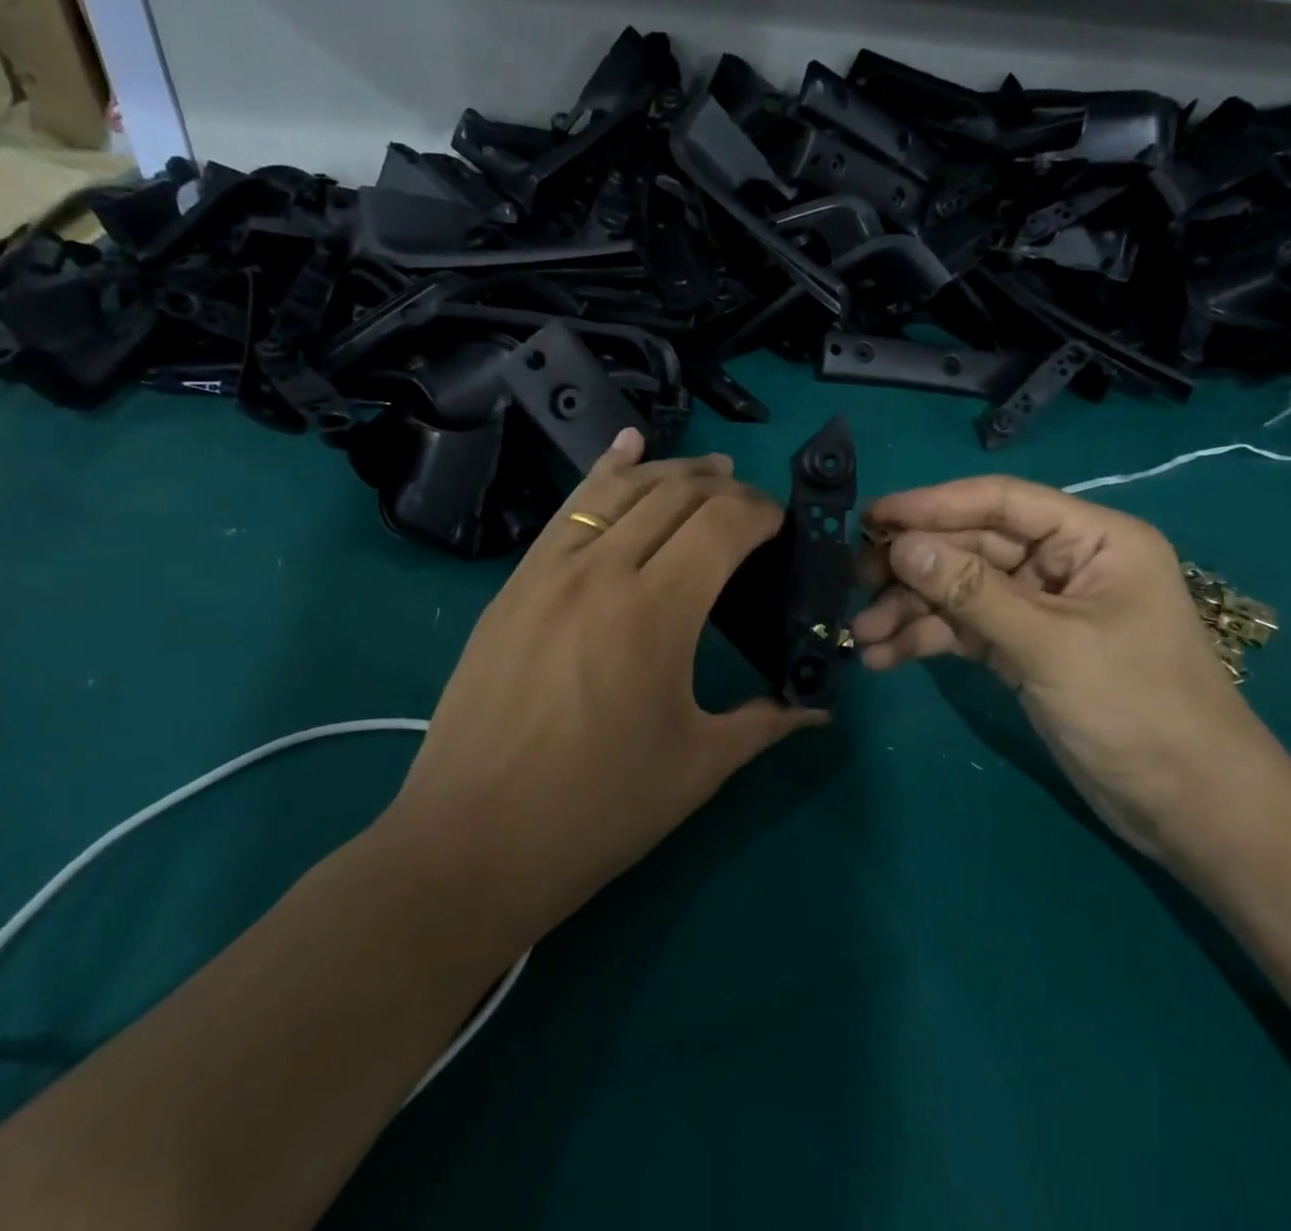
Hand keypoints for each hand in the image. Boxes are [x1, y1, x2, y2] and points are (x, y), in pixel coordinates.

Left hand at [385, 429, 825, 948]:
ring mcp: (549, 570)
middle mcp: (602, 570)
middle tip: (754, 507)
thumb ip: (766, 722)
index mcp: (656, 612)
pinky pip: (567, 508)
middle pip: (676, 496)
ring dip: (672, 472)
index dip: (762, 513)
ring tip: (709, 469)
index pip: (723, 524)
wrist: (472, 844)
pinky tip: (626, 447)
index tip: (783, 526)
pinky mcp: (515, 583)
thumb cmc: (597, 811)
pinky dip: (603, 471)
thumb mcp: (697, 767)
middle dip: (725, 489)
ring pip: (620, 490)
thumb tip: (819, 707)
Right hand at [852, 476, 1290, 861]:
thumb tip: (901, 546)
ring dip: (910, 610)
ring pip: (960, 591)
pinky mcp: (1023, 649)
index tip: (873, 516)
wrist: (1188, 809)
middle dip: (914, 566)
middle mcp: (1063, 563)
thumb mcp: (1050, 645)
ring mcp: (1040, 608)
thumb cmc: (1138, 709)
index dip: (933, 505)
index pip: (1000, 502)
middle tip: (853, 579)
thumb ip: (972, 592)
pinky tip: (884, 657)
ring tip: (861, 634)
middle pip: (972, 547)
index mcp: (1092, 538)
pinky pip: (964, 630)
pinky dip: (927, 640)